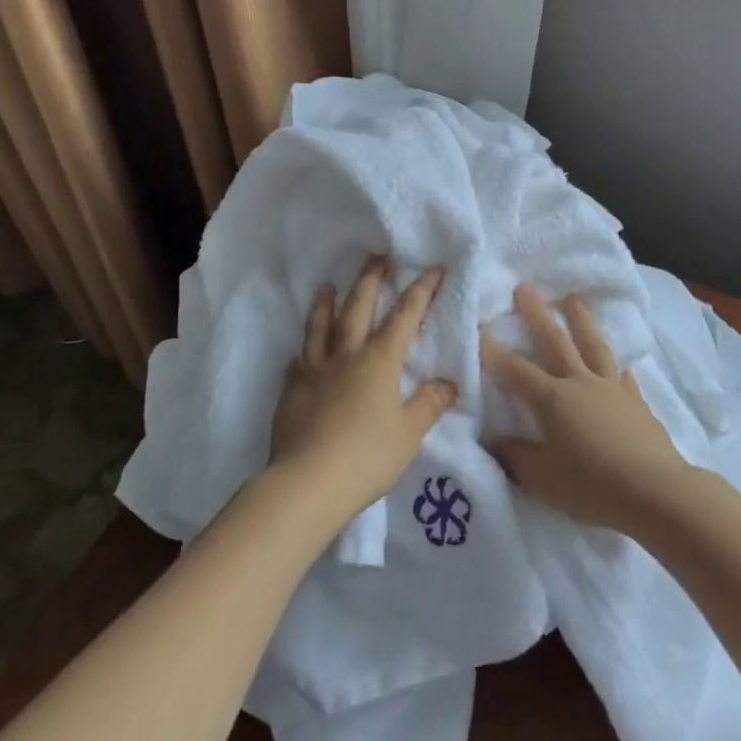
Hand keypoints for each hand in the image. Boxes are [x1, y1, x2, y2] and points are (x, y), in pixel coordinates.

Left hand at [266, 257, 455, 533]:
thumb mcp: (409, 433)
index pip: (405, 317)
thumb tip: (449, 382)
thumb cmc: (367, 457)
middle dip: (370, 282)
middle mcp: (345, 357)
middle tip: (375, 257)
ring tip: (326, 286)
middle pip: (357, 310)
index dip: (421, 291)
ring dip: (325, 305)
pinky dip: (300, 356)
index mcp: (379, 362)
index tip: (434, 268)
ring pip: (319, 329)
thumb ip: (429, 404)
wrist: (307, 483)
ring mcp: (314, 373)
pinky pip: (296, 366)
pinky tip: (297, 356)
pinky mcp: (291, 394)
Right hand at [481, 284, 690, 533]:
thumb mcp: (542, 479)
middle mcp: (580, 384)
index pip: (515, 370)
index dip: (494, 351)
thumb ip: (516, 457)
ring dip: (581, 320)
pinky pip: (623, 377)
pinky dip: (617, 367)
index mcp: (552, 399)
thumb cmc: (592, 486)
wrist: (655, 491)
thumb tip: (495, 442)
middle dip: (537, 314)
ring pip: (593, 346)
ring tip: (573, 298)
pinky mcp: (636, 403)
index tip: (478, 327)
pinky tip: (619, 364)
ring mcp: (612, 389)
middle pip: (555, 342)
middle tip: (525, 287)